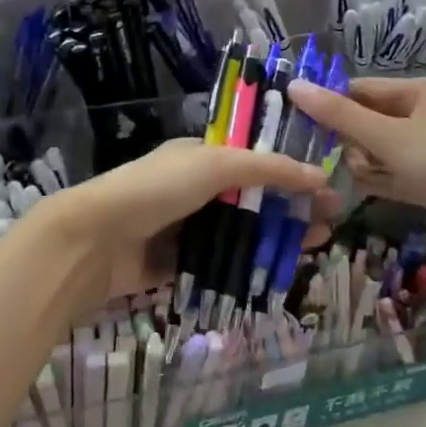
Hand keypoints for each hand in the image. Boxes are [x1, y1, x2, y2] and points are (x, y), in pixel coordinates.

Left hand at [27, 138, 334, 311]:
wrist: (94, 240)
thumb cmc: (156, 189)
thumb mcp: (215, 165)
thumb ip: (267, 169)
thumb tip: (318, 175)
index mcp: (201, 155)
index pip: (255, 158)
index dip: (290, 170)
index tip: (325, 185)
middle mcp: (196, 188)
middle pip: (254, 197)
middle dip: (291, 206)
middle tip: (331, 221)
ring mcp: (186, 226)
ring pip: (241, 231)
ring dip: (276, 237)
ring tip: (315, 245)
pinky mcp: (178, 262)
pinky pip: (221, 262)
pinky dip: (248, 265)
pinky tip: (279, 271)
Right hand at [287, 76, 425, 261]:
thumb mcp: (390, 137)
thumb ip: (341, 116)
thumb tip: (294, 86)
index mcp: (419, 92)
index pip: (361, 89)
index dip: (329, 102)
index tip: (294, 121)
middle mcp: (423, 115)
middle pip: (369, 119)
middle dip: (343, 136)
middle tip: (309, 155)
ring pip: (379, 149)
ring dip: (358, 161)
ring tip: (333, 176)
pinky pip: (392, 175)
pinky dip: (375, 180)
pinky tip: (349, 190)